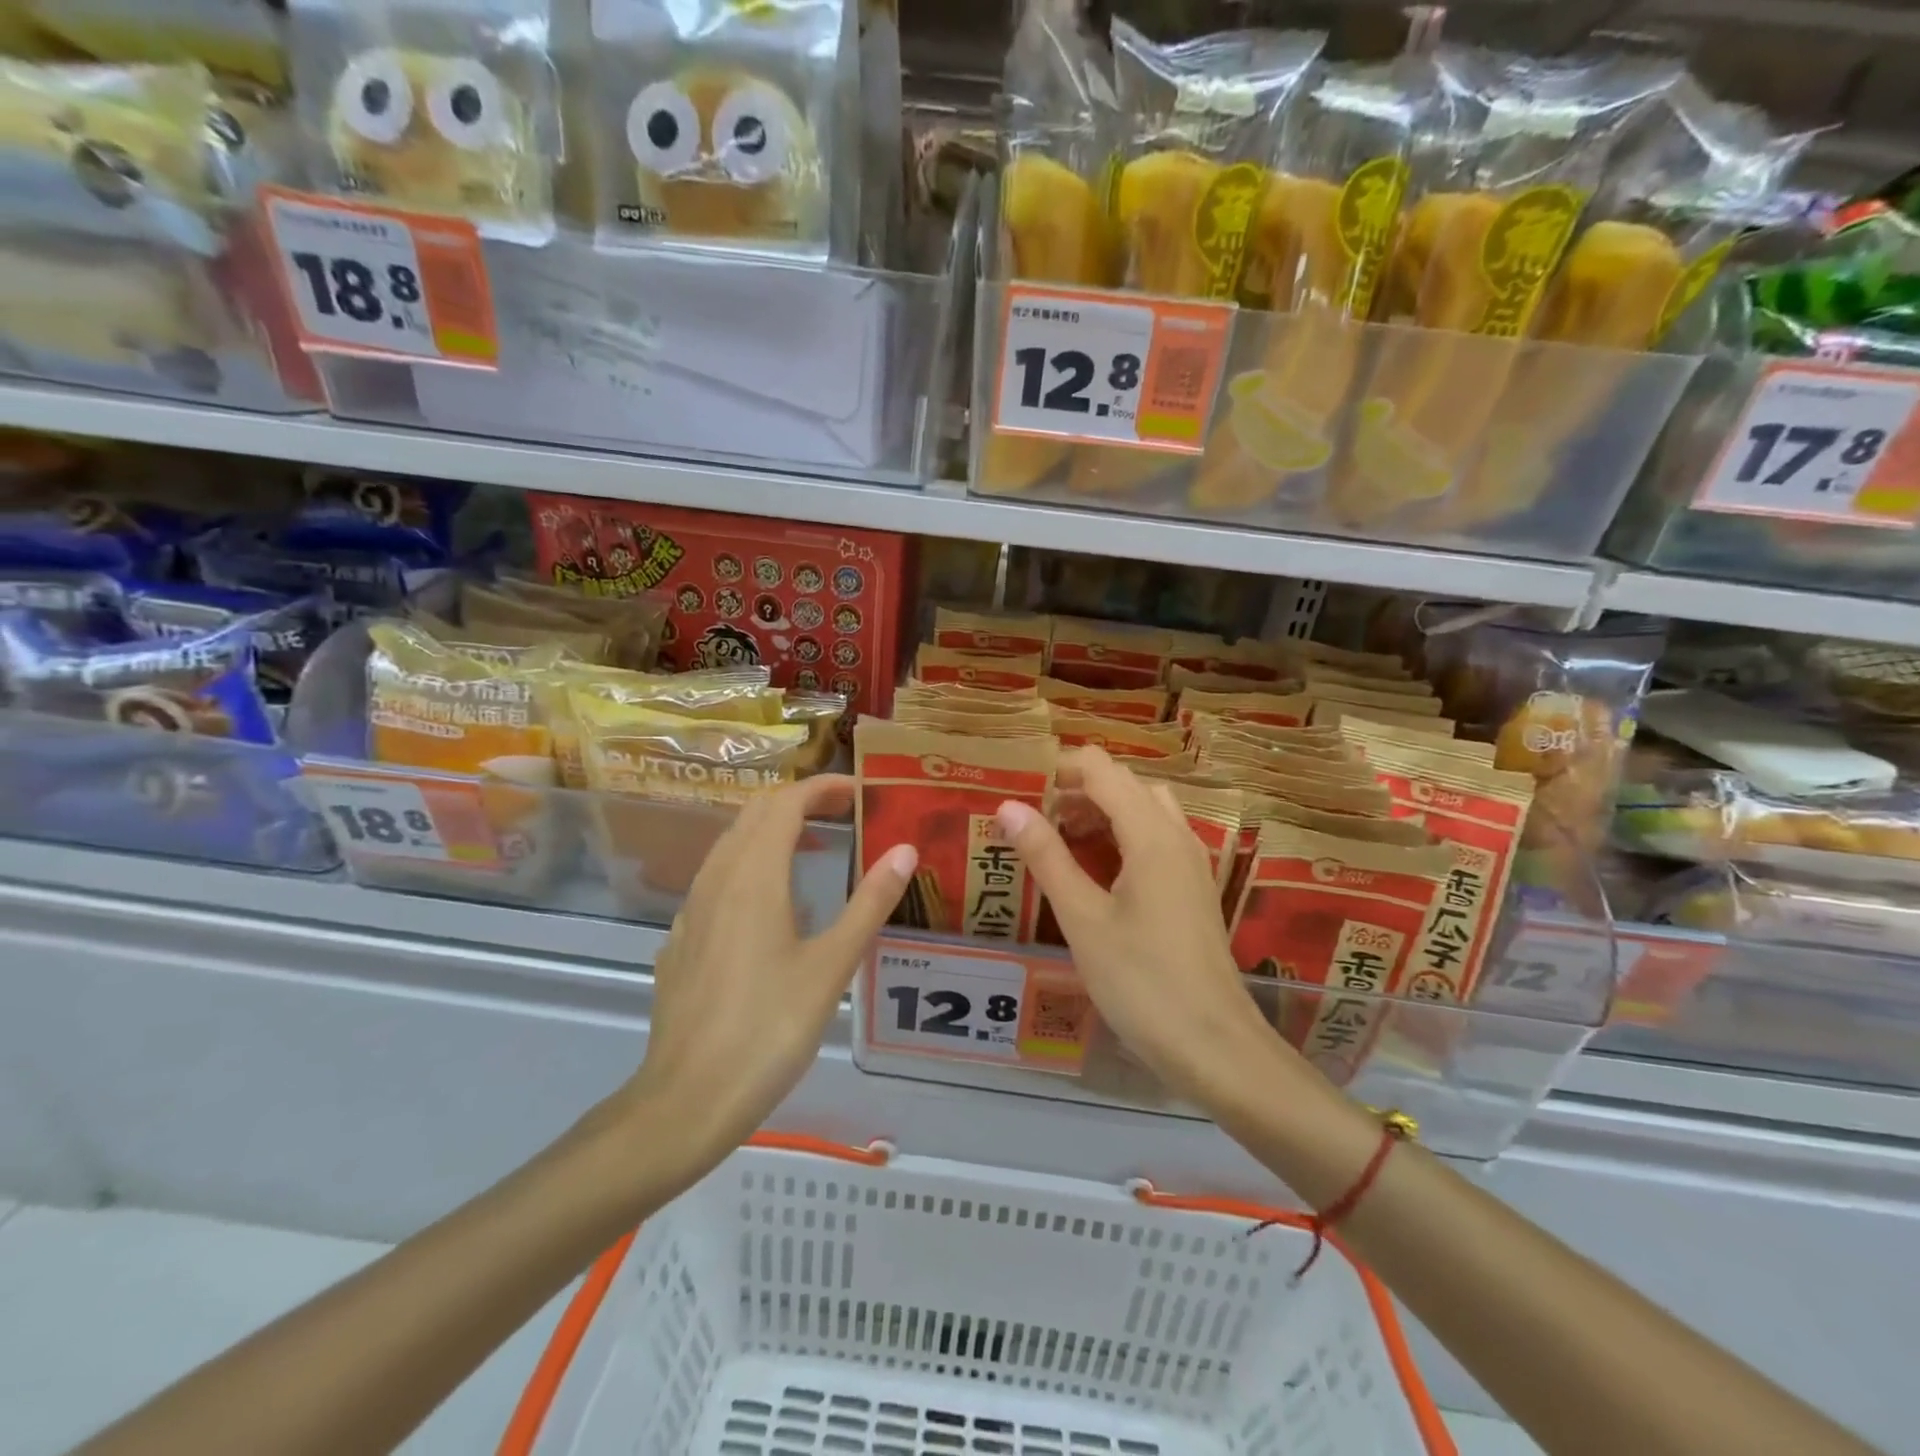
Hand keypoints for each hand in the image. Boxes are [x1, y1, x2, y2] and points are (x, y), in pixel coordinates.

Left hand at [615, 775, 916, 1187]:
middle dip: (801, 801)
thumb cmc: (769, 1029)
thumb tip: (904, 850)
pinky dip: (750, 864)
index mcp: (754, 876)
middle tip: (845, 814)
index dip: (823, 788)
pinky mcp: (682, 938)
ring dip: (773, 830)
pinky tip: (771, 903)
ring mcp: (693, 908)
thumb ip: (869, 903)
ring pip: (732, 843)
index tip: (860, 792)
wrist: (686, 1100)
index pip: (787, 802)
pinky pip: (717, 878)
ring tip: (815, 848)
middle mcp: (718, 878)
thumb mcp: (832, 966)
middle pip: (756, 813)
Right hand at [996, 748, 1287, 1111]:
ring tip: (1056, 839)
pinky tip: (1092, 870)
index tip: (1019, 787)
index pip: (1102, 768)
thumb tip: (1009, 807)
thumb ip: (1046, 857)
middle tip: (1031, 817)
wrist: (1214, 1046)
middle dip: (1076, 790)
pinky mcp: (1192, 888)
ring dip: (1099, 812)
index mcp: (1151, 834)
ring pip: (1143, 810)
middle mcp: (1176, 835)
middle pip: (1125, 784)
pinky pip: (1154, 839)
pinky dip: (1120, 836)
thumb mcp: (1082, 919)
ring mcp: (1189, 862)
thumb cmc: (1141, 981)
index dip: (1059, 768)